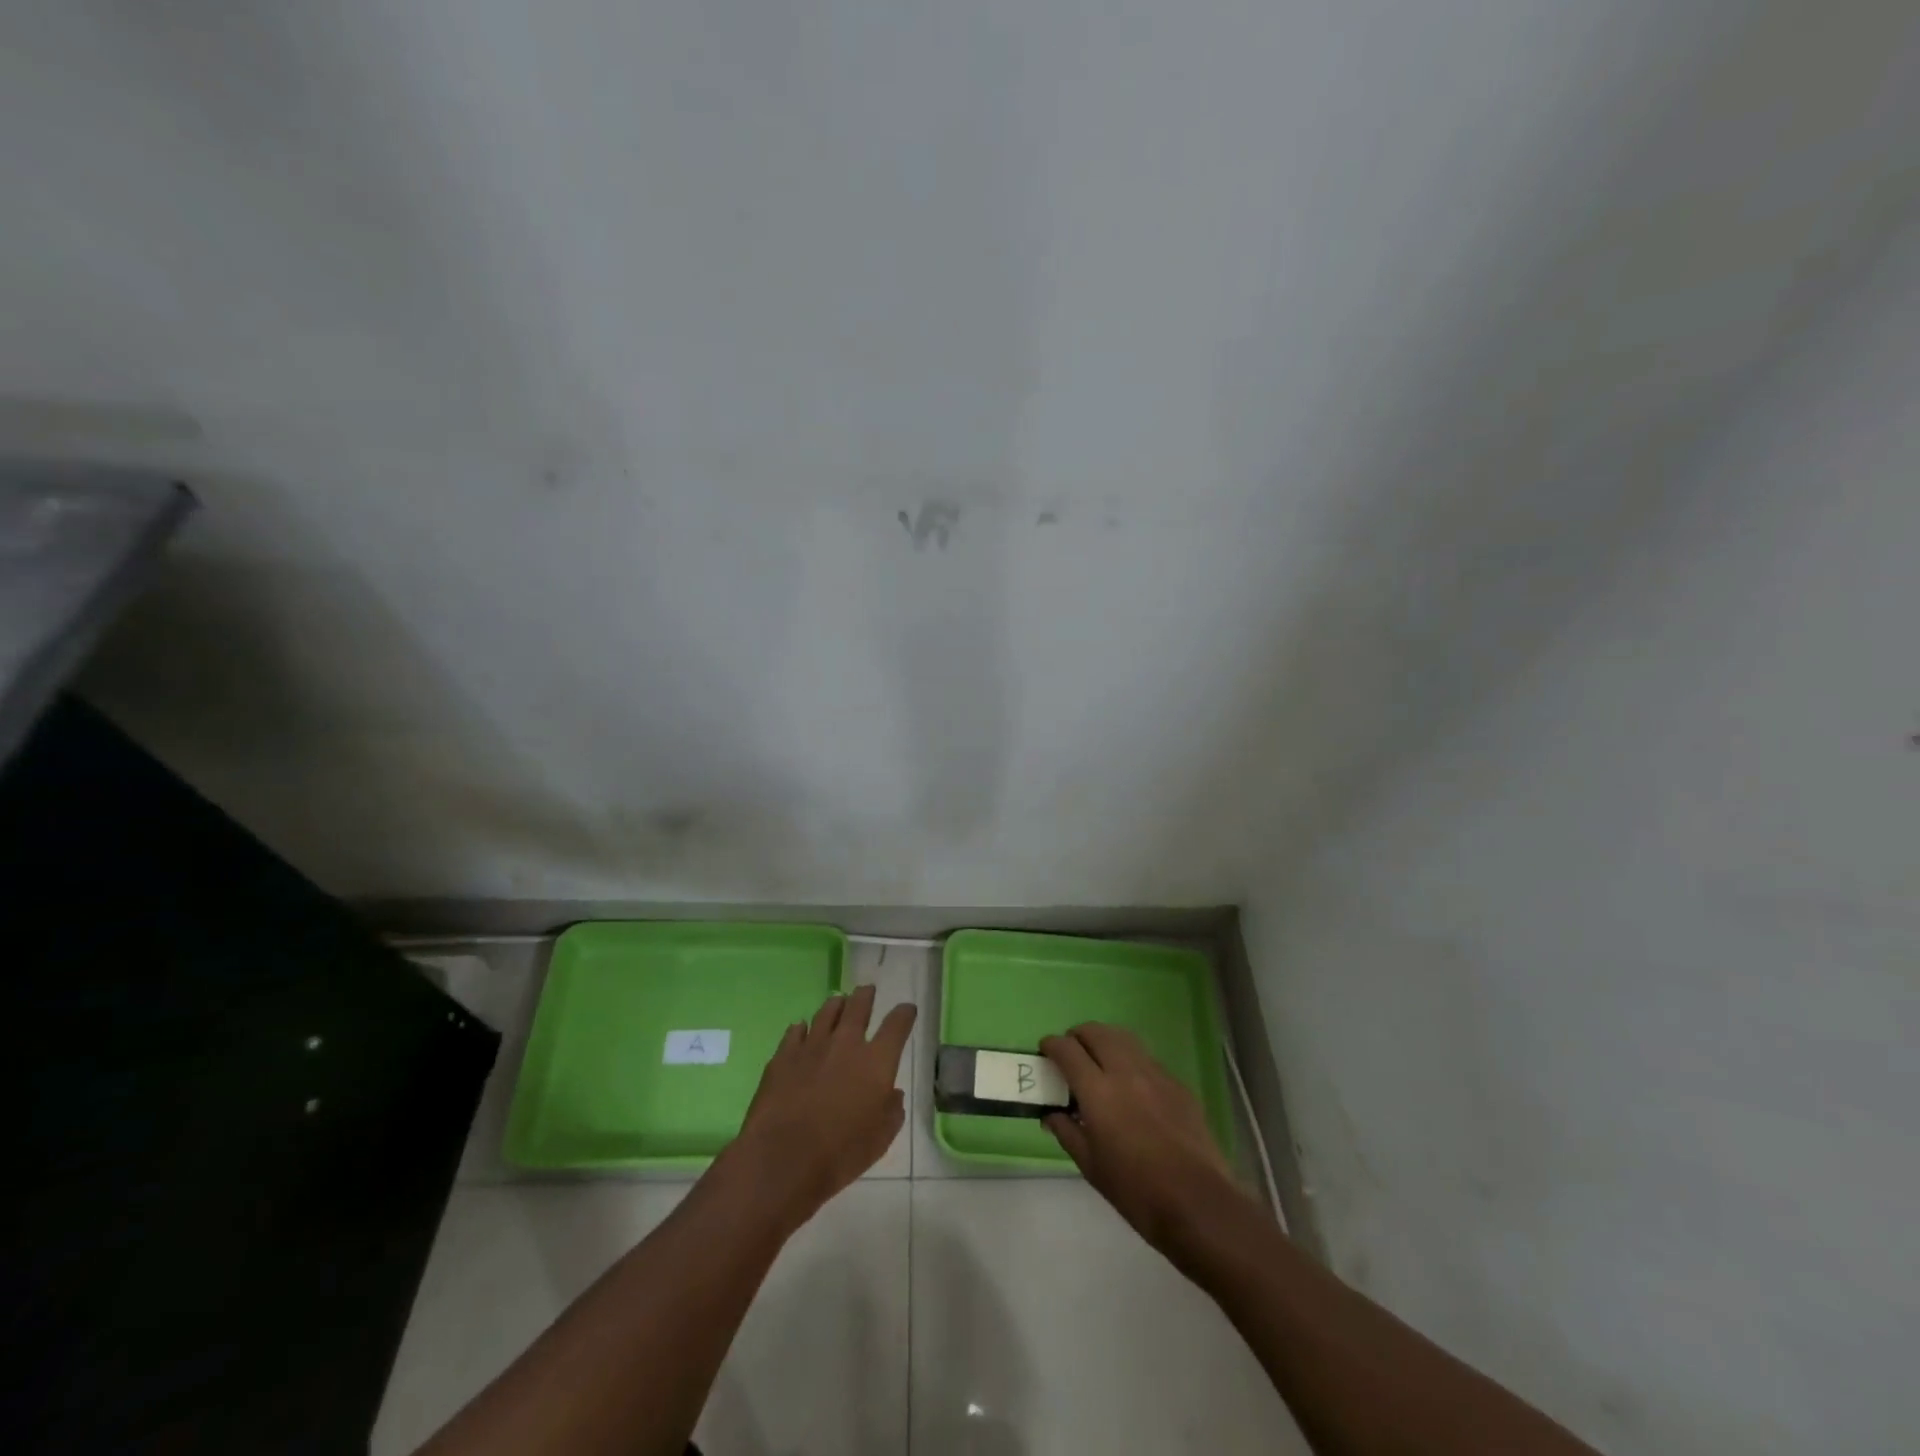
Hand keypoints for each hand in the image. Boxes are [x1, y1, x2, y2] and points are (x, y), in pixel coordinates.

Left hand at [731, 984, 914, 1225]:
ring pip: (827, 1012)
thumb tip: (892, 1094)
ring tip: (839, 1002)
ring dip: (836, 1005)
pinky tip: (802, 1030)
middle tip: (867, 990)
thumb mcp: (881, 1139)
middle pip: (859, 1006)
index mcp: (876, 1061)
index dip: (904, 1014)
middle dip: (866, 996)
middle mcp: (846, 1043)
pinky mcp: (783, 1056)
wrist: (782, 1158)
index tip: (907, 1009)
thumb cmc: (840, 1153)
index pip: (897, 1025)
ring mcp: (812, 1046)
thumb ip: (892, 1111)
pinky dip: (803, 1028)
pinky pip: (795, 1031)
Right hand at [1040, 1023, 1250, 1253]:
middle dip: (1078, 1035)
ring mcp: (1155, 1074)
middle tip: (1071, 1053)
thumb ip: (1067, 1132)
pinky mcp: (1177, 1084)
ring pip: (1123, 1038)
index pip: (1067, 1050)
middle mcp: (1125, 1071)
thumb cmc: (1135, 1190)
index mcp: (1098, 1091)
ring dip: (1105, 1040)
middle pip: (1096, 1032)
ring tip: (1099, 1060)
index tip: (1045, 1051)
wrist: (1197, 1202)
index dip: (1052, 1045)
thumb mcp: (1091, 1166)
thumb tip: (1051, 1115)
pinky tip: (1131, 1085)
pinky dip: (1130, 1060)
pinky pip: (1146, 1059)